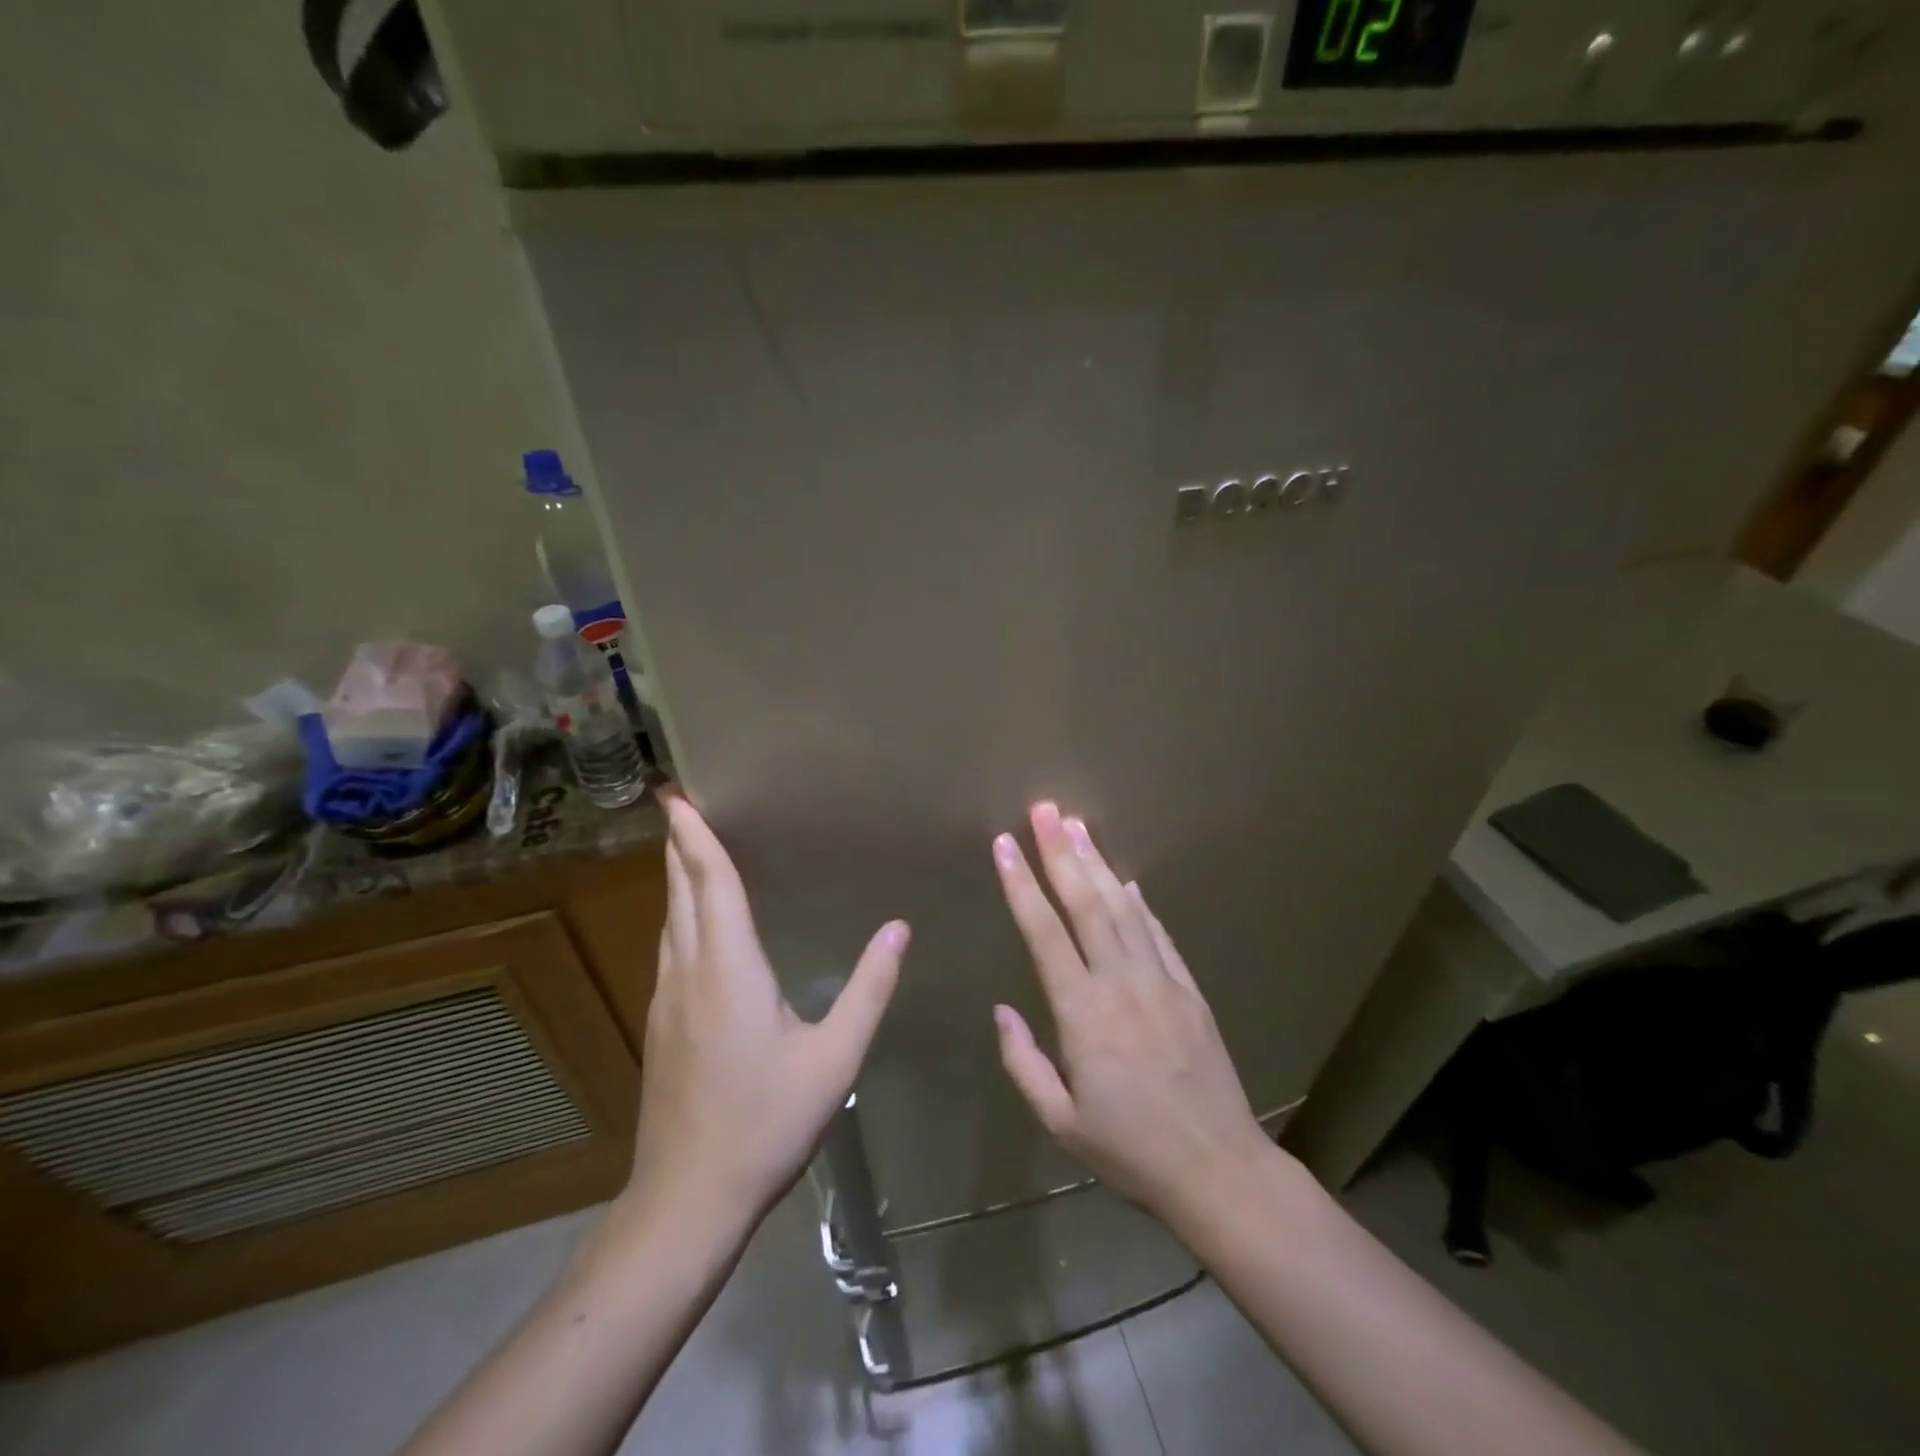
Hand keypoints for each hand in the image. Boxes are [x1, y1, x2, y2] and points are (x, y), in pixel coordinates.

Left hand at [626, 791, 908, 1225]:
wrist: (687, 1200)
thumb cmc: (766, 1123)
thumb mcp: (834, 1059)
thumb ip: (869, 990)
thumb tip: (899, 929)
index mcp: (729, 968)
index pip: (711, 884)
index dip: (696, 837)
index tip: (678, 795)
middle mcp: (689, 972)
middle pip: (681, 893)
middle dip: (680, 846)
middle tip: (681, 807)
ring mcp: (666, 1000)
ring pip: (669, 921)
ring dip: (677, 880)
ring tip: (689, 851)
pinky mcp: (661, 1026)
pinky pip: (669, 949)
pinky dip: (680, 916)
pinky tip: (694, 925)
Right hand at [990, 802, 1275, 1222]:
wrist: (1218, 1169)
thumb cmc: (1130, 1150)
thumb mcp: (1060, 1122)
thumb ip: (1024, 1062)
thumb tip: (1003, 1010)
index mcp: (1083, 1014)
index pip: (1044, 933)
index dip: (1021, 884)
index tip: (1005, 845)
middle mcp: (1121, 983)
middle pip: (1086, 903)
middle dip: (1060, 851)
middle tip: (1044, 809)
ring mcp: (1161, 981)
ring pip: (1123, 907)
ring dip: (1098, 863)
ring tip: (1078, 824)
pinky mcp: (1189, 989)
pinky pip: (1158, 933)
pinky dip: (1139, 903)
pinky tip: (1126, 879)